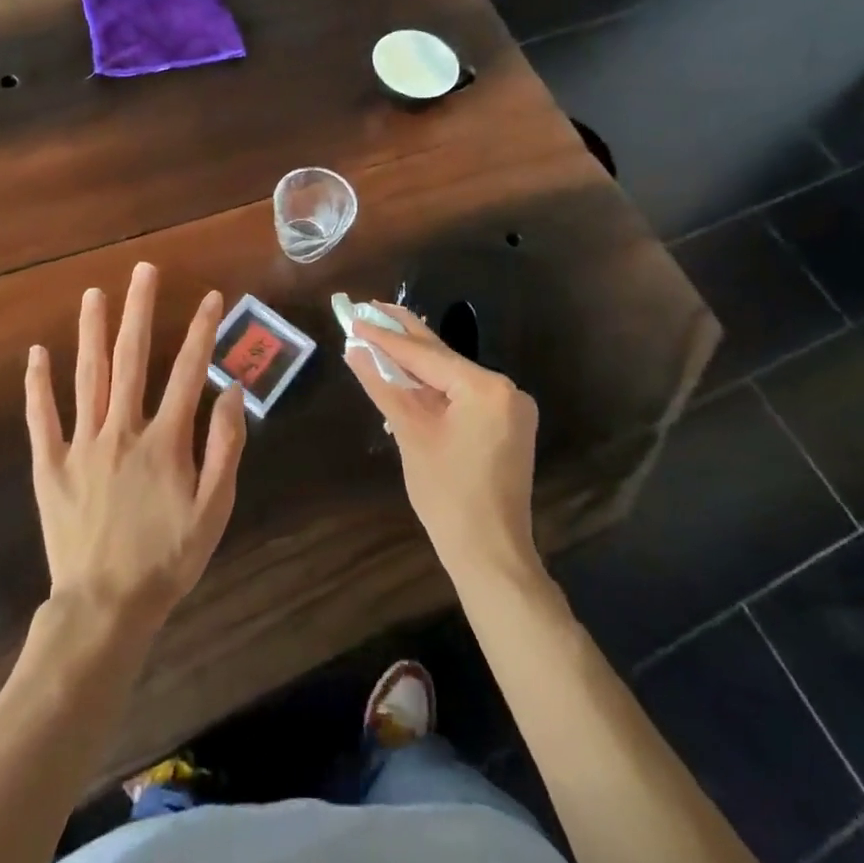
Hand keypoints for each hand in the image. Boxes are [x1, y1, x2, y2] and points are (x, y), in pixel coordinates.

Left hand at [25, 262, 247, 636]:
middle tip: (142, 269)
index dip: (201, 331)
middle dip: (139, 310)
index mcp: (164, 440)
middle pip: (131, 359)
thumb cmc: (167, 560)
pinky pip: (42, 418)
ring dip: (91, 331)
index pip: (188, 372)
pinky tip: (36, 353)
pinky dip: (38, 385)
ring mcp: (81, 445)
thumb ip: (225, 449)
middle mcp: (121, 430)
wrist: (105, 607)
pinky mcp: (50, 465)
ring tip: (94, 293)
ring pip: (87, 376)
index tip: (211, 297)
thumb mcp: (214, 511)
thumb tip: (232, 391)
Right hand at [346, 306, 540, 586]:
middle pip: (443, 357)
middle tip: (369, 307)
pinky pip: (464, 394)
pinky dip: (435, 385)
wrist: (490, 555)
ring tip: (381, 332)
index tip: (354, 316)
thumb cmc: (446, 495)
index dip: (386, 337)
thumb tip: (355, 350)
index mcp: (485, 387)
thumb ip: (384, 385)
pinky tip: (408, 372)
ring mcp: (509, 407)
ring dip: (417, 360)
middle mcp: (505, 388)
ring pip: (452, 375)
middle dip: (404, 335)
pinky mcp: (507, 425)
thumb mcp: (410, 434)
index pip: (425, 354)